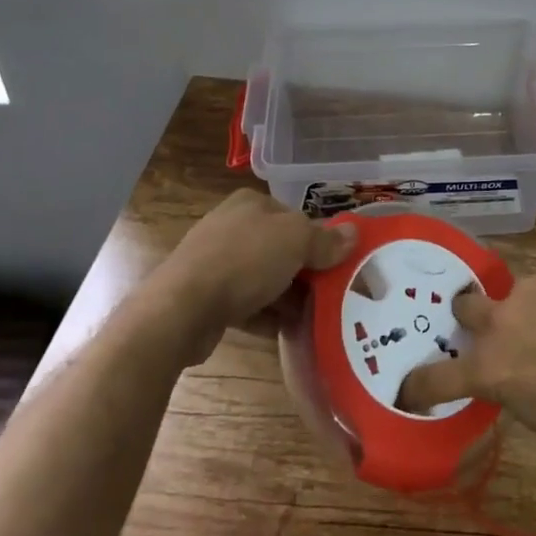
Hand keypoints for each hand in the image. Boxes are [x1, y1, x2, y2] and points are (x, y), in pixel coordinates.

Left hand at [155, 189, 355, 353]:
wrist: (182, 308)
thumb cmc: (244, 260)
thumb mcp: (296, 241)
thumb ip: (326, 239)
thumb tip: (353, 233)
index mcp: (251, 203)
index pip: (294, 216)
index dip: (318, 238)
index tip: (338, 264)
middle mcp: (232, 226)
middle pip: (280, 247)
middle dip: (305, 271)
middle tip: (331, 293)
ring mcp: (215, 262)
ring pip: (263, 277)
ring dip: (288, 296)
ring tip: (315, 317)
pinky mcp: (205, 297)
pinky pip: (246, 304)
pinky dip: (267, 315)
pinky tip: (288, 332)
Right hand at [397, 264, 535, 445]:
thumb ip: (508, 385)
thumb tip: (504, 371)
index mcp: (490, 369)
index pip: (437, 378)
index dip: (418, 385)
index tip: (406, 388)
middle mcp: (500, 322)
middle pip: (463, 306)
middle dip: (468, 315)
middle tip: (487, 326)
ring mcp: (529, 289)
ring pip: (510, 290)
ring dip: (522, 306)